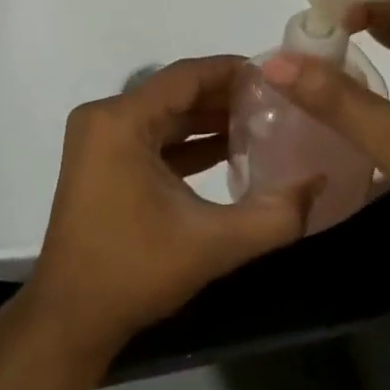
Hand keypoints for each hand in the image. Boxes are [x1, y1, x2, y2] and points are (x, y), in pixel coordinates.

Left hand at [27, 56, 319, 357]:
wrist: (70, 318)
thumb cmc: (134, 271)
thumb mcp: (213, 243)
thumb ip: (274, 215)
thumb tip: (319, 181)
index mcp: (121, 121)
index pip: (185, 76)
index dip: (232, 71)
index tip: (276, 76)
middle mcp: (105, 118)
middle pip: (175, 92)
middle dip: (225, 97)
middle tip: (276, 102)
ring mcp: (99, 140)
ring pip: (164, 115)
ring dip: (208, 120)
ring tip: (261, 123)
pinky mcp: (102, 162)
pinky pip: (151, 137)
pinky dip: (187, 142)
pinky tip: (228, 151)